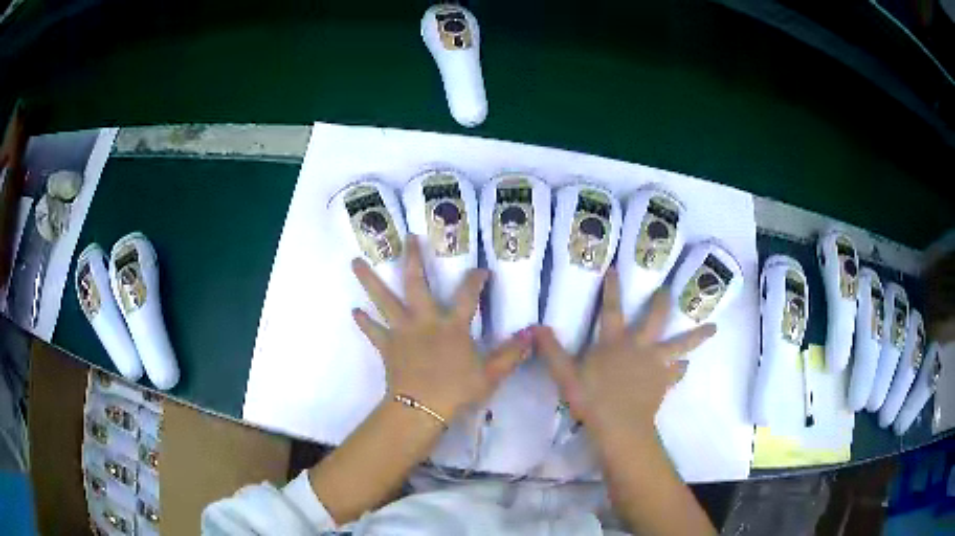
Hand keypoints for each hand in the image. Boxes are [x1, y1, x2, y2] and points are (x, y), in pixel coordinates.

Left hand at [351, 235, 531, 421]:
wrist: (420, 409)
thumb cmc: (455, 391)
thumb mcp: (490, 375)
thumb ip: (510, 354)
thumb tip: (532, 335)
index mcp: (452, 326)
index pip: (468, 296)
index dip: (475, 280)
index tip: (481, 269)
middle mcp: (424, 321)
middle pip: (417, 284)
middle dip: (413, 259)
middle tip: (407, 237)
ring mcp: (402, 332)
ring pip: (384, 301)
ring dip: (370, 280)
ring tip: (355, 262)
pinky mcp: (387, 347)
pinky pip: (373, 331)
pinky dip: (364, 322)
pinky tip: (355, 311)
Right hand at [536, 269, 716, 435]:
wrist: (620, 425)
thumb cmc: (592, 399)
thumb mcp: (565, 376)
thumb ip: (552, 351)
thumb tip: (535, 327)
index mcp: (614, 342)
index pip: (612, 309)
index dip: (612, 289)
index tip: (615, 269)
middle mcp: (639, 347)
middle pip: (654, 319)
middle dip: (661, 302)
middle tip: (669, 289)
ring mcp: (656, 364)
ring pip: (680, 344)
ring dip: (696, 336)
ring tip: (713, 328)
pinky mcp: (664, 381)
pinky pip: (676, 372)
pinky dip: (681, 368)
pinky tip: (685, 367)